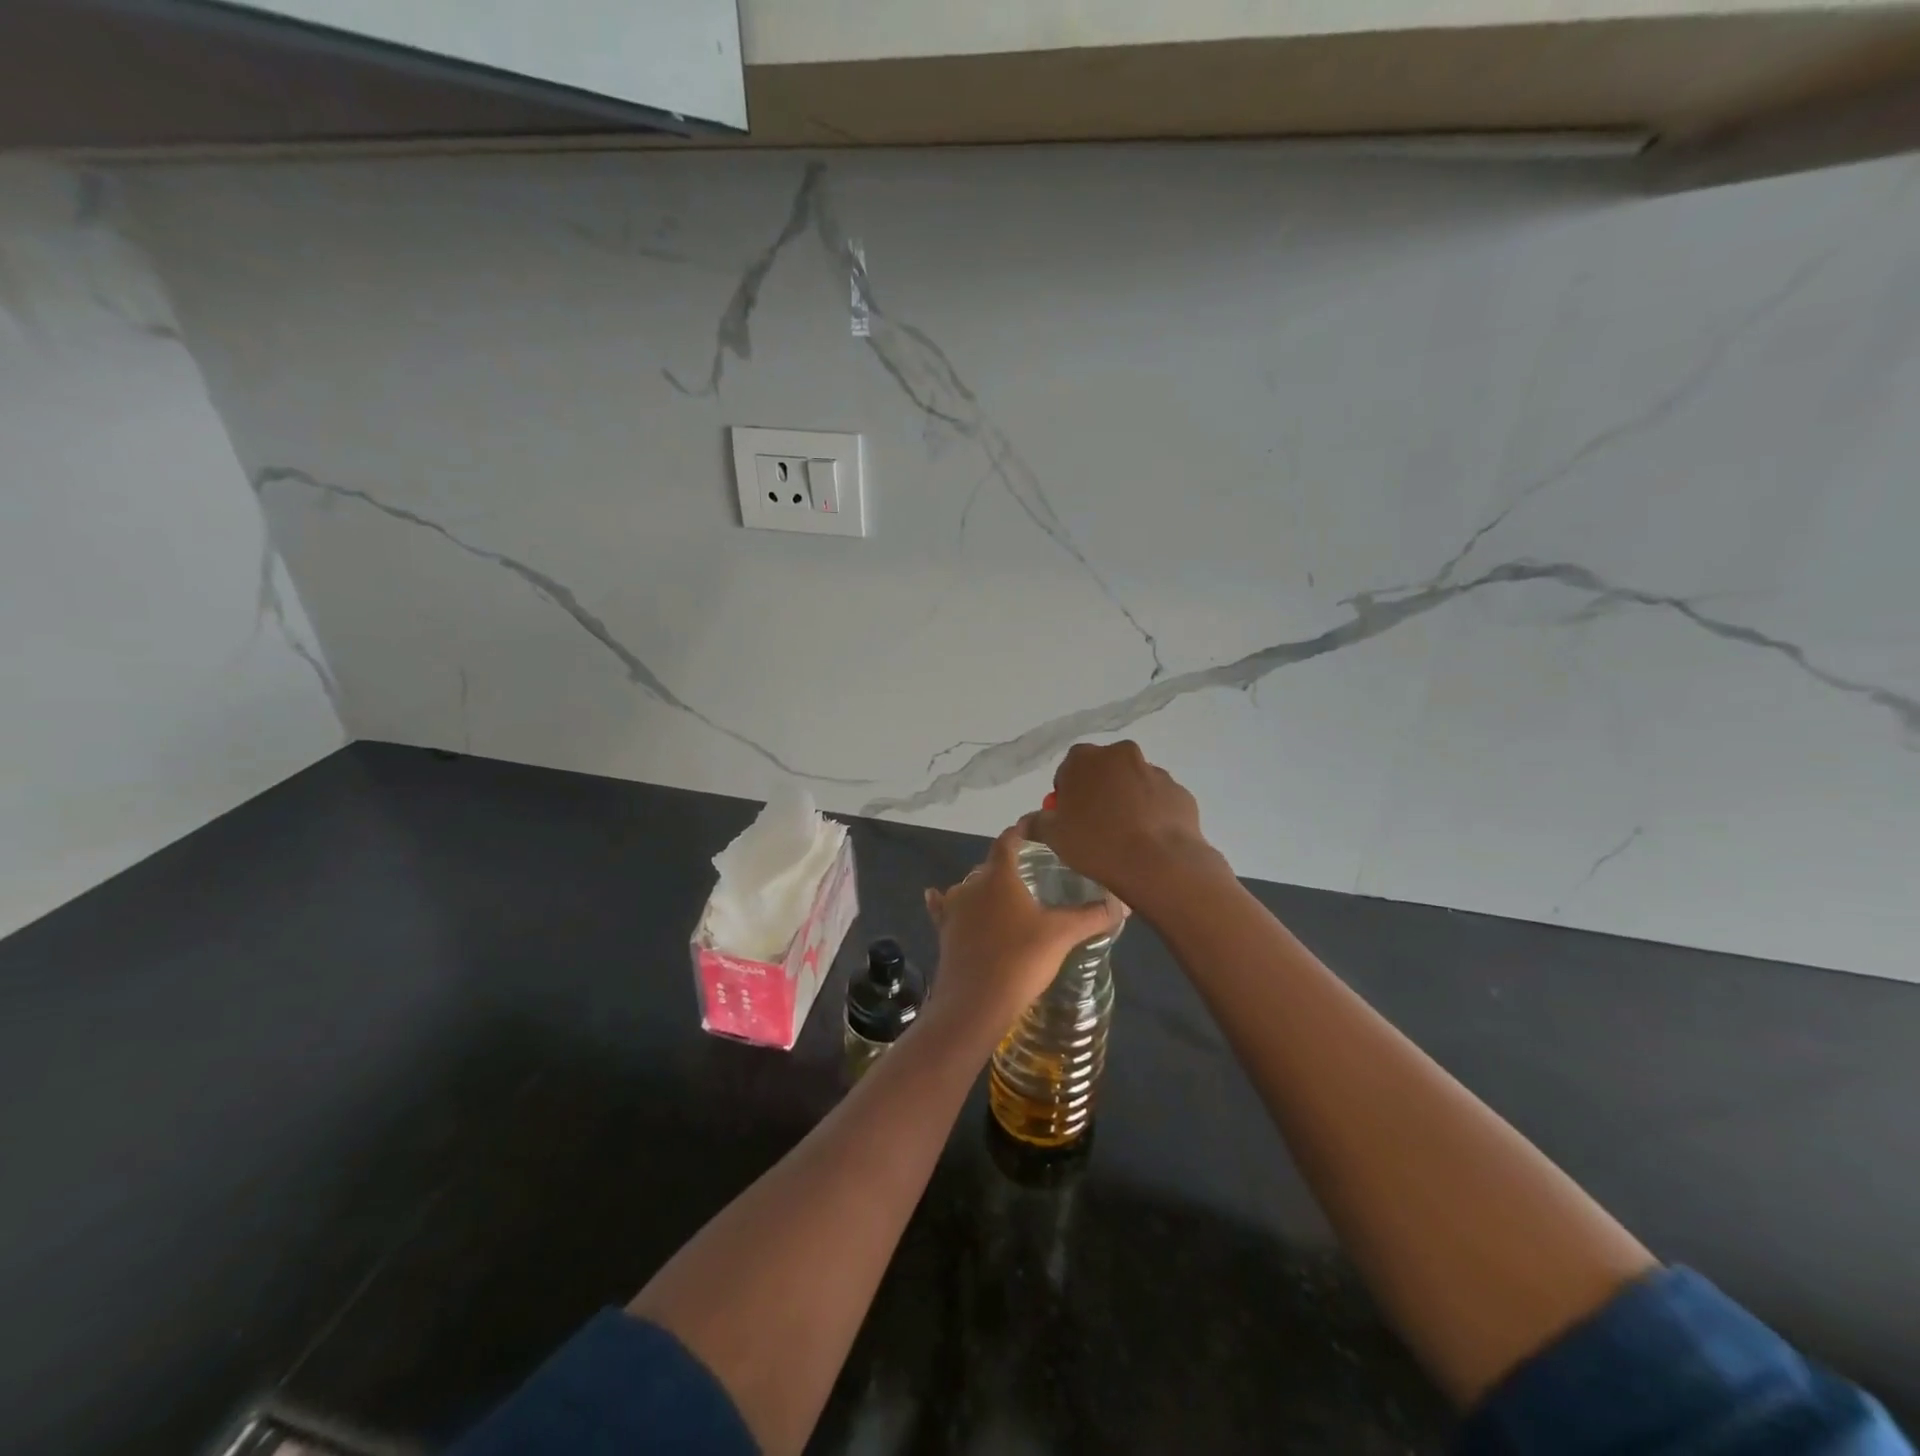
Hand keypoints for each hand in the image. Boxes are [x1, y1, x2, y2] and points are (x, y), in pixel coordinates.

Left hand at [924, 824, 1121, 1031]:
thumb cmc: (1020, 959)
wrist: (975, 1003)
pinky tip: (938, 897)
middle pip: (991, 865)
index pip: (1009, 840)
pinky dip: (944, 901)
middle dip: (1009, 863)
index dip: (1023, 830)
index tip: (1037, 825)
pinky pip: (943, 908)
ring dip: (985, 887)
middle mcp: (972, 884)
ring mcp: (953, 908)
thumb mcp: (1062, 935)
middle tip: (1033, 871)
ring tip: (1006, 895)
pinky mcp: (943, 932)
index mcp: (1000, 875)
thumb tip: (1124, 903)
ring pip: (970, 887)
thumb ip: (1093, 916)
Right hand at [1028, 741, 1226, 915]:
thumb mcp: (1055, 837)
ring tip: (1125, 835)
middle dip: (1098, 790)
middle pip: (1103, 770)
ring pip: (1133, 782)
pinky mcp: (1179, 791)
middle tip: (1095, 824)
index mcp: (1085, 759)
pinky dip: (1152, 811)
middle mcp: (1120, 755)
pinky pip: (1157, 799)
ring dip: (1126, 800)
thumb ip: (1037, 823)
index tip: (1070, 817)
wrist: (1158, 863)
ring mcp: (1154, 771)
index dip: (1067, 792)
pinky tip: (1148, 838)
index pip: (1068, 768)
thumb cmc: (1097, 844)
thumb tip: (1026, 822)